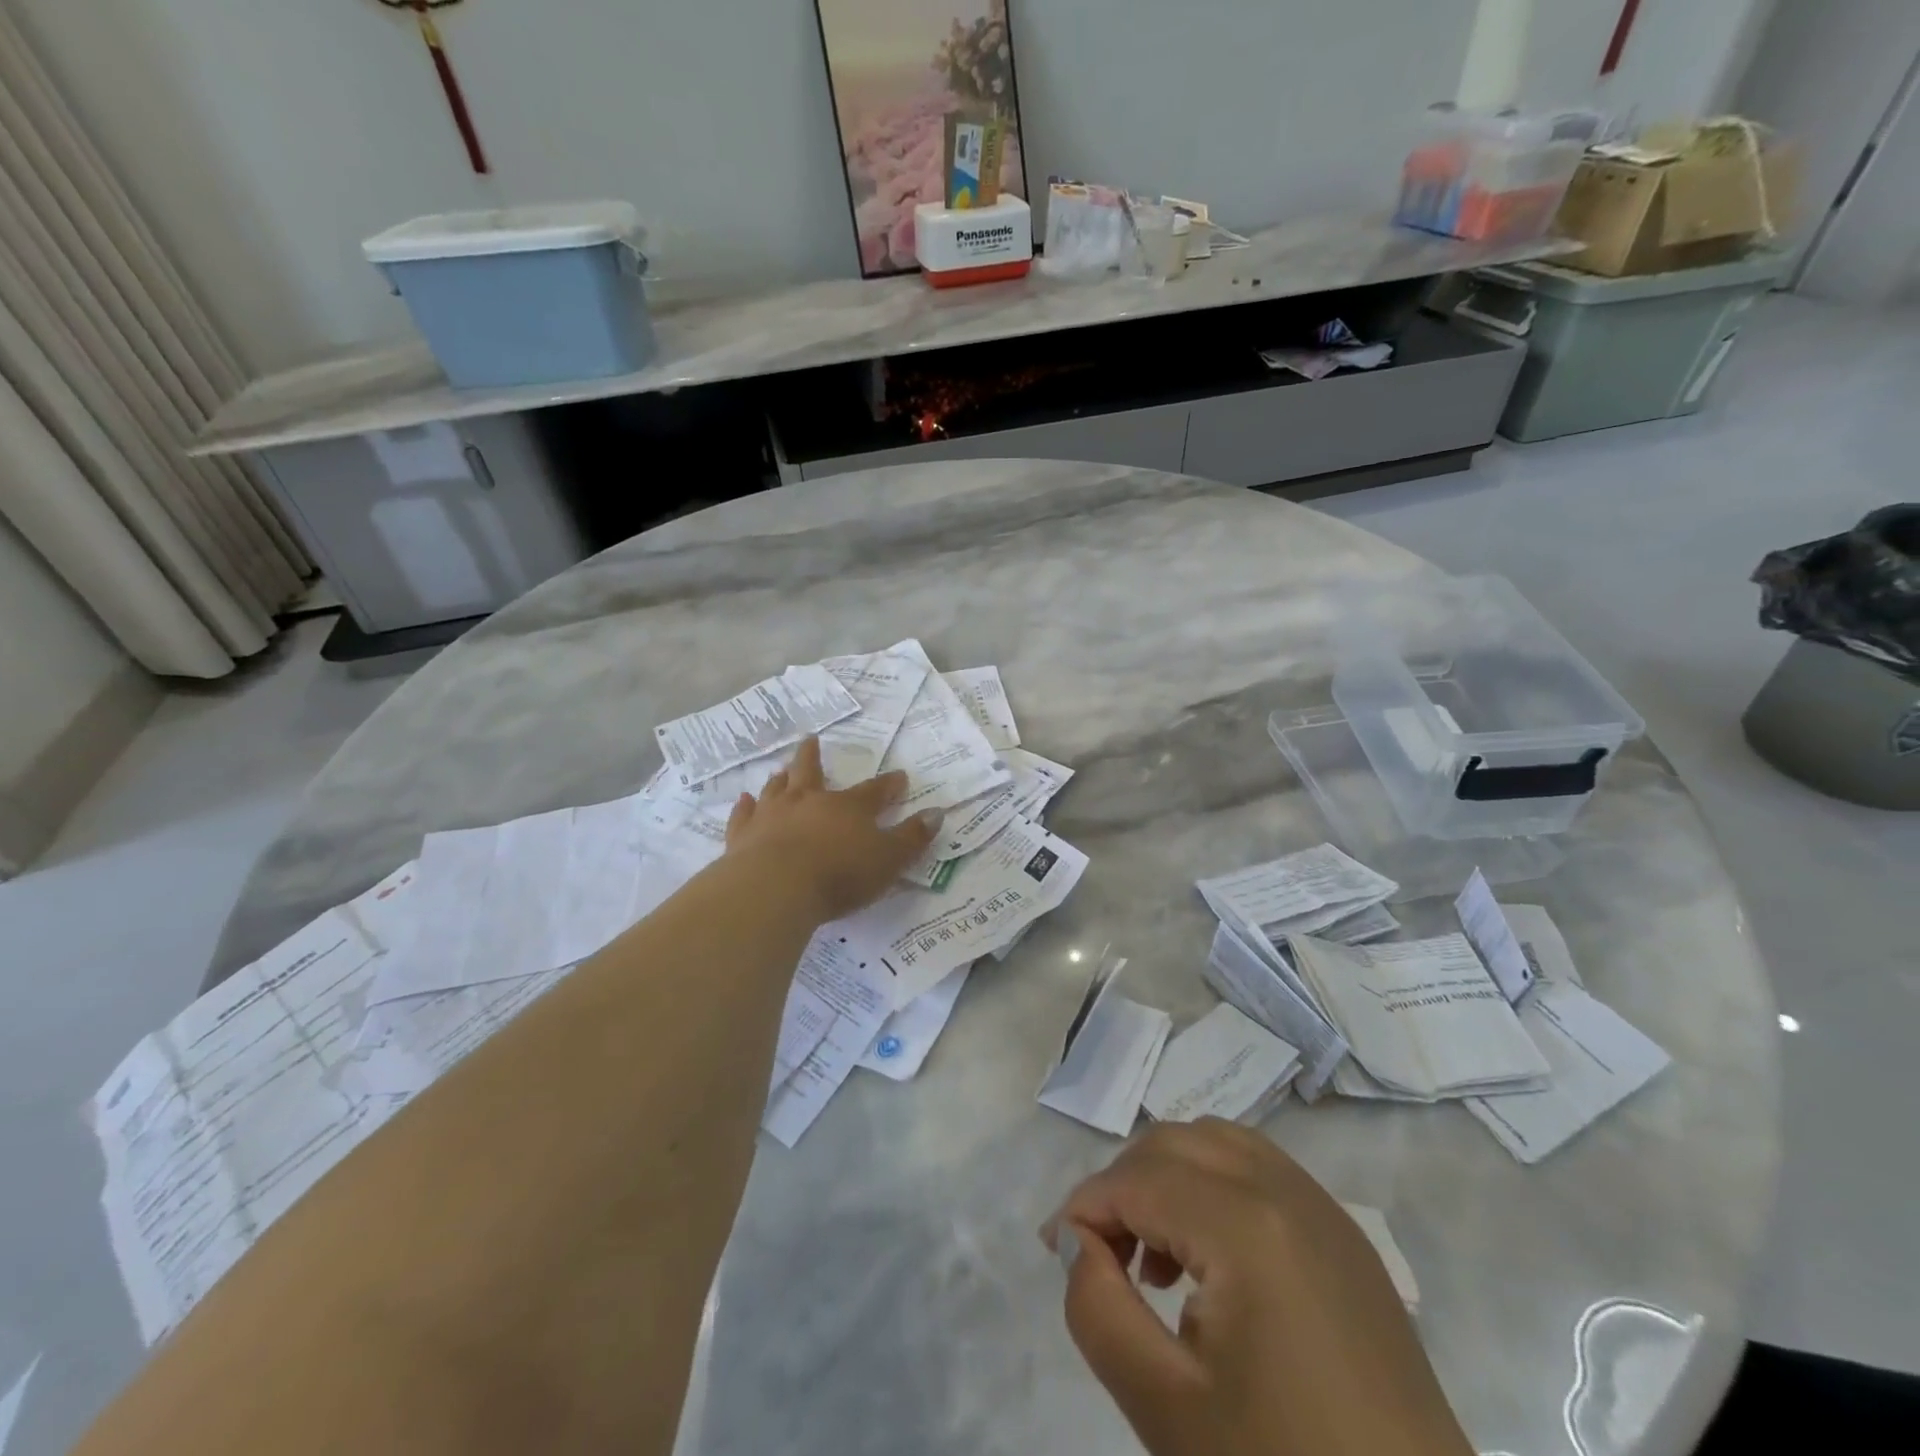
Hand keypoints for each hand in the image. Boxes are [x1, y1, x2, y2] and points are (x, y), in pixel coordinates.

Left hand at [724, 737, 940, 920]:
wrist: (776, 887)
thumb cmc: (840, 874)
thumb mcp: (889, 860)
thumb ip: (912, 838)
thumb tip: (937, 813)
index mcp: (848, 808)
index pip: (874, 791)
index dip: (889, 785)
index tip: (899, 777)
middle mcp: (809, 802)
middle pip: (812, 773)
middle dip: (814, 757)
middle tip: (811, 739)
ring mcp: (773, 815)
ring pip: (777, 788)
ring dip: (781, 778)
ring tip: (781, 770)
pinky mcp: (743, 835)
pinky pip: (744, 815)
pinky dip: (745, 807)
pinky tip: (744, 800)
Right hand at [1041, 1120, 1471, 1455]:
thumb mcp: (1167, 1410)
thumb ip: (1098, 1310)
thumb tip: (1077, 1244)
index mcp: (1247, 1224)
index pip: (1137, 1179)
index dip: (1084, 1207)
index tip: (1057, 1253)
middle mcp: (1286, 1190)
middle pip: (1174, 1143)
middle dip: (1123, 1184)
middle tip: (1101, 1256)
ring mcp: (1324, 1208)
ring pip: (1217, 1143)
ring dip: (1169, 1176)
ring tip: (1153, 1256)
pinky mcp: (1345, 1237)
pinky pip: (1260, 1170)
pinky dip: (1214, 1186)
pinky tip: (1212, 1262)